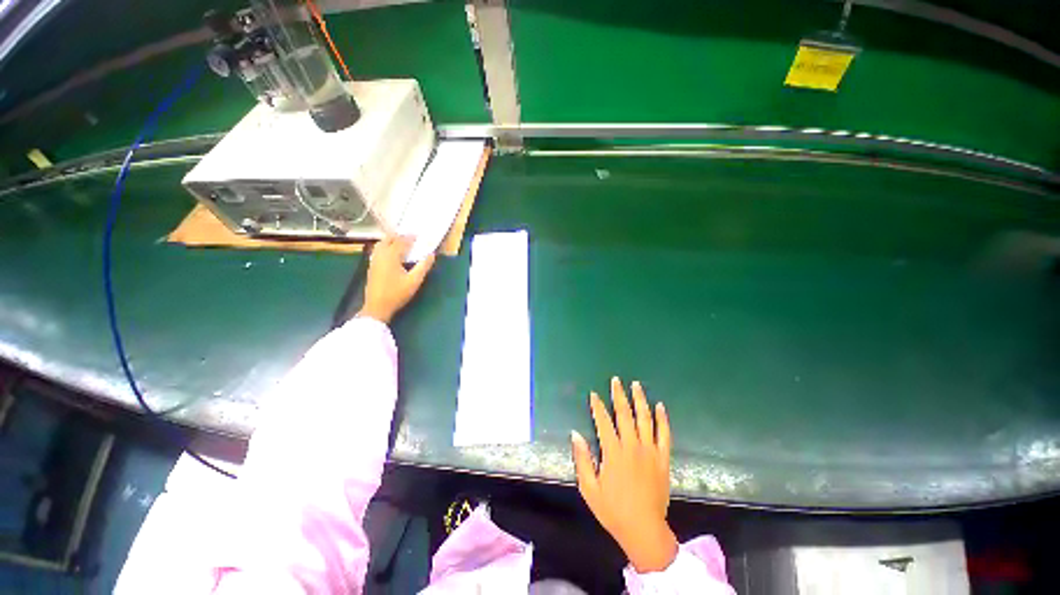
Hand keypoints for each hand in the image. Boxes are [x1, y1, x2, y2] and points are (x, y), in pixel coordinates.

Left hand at [358, 236, 434, 323]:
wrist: (377, 307)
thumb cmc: (397, 293)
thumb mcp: (414, 281)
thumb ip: (423, 266)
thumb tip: (431, 254)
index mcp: (391, 256)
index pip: (401, 241)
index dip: (409, 237)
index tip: (418, 235)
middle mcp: (380, 255)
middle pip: (387, 239)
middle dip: (398, 236)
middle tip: (409, 238)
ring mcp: (374, 261)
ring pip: (380, 245)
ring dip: (390, 241)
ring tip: (400, 244)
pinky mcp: (371, 267)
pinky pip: (378, 251)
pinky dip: (385, 247)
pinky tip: (391, 255)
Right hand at [571, 377, 676, 572]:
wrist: (644, 530)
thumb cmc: (613, 510)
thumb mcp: (589, 488)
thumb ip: (582, 459)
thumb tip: (575, 434)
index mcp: (613, 452)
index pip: (603, 421)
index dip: (597, 406)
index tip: (594, 394)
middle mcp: (632, 446)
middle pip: (624, 414)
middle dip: (619, 395)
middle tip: (616, 380)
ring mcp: (650, 451)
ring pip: (645, 418)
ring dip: (640, 400)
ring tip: (636, 385)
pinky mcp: (663, 458)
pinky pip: (664, 434)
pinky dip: (662, 419)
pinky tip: (660, 406)